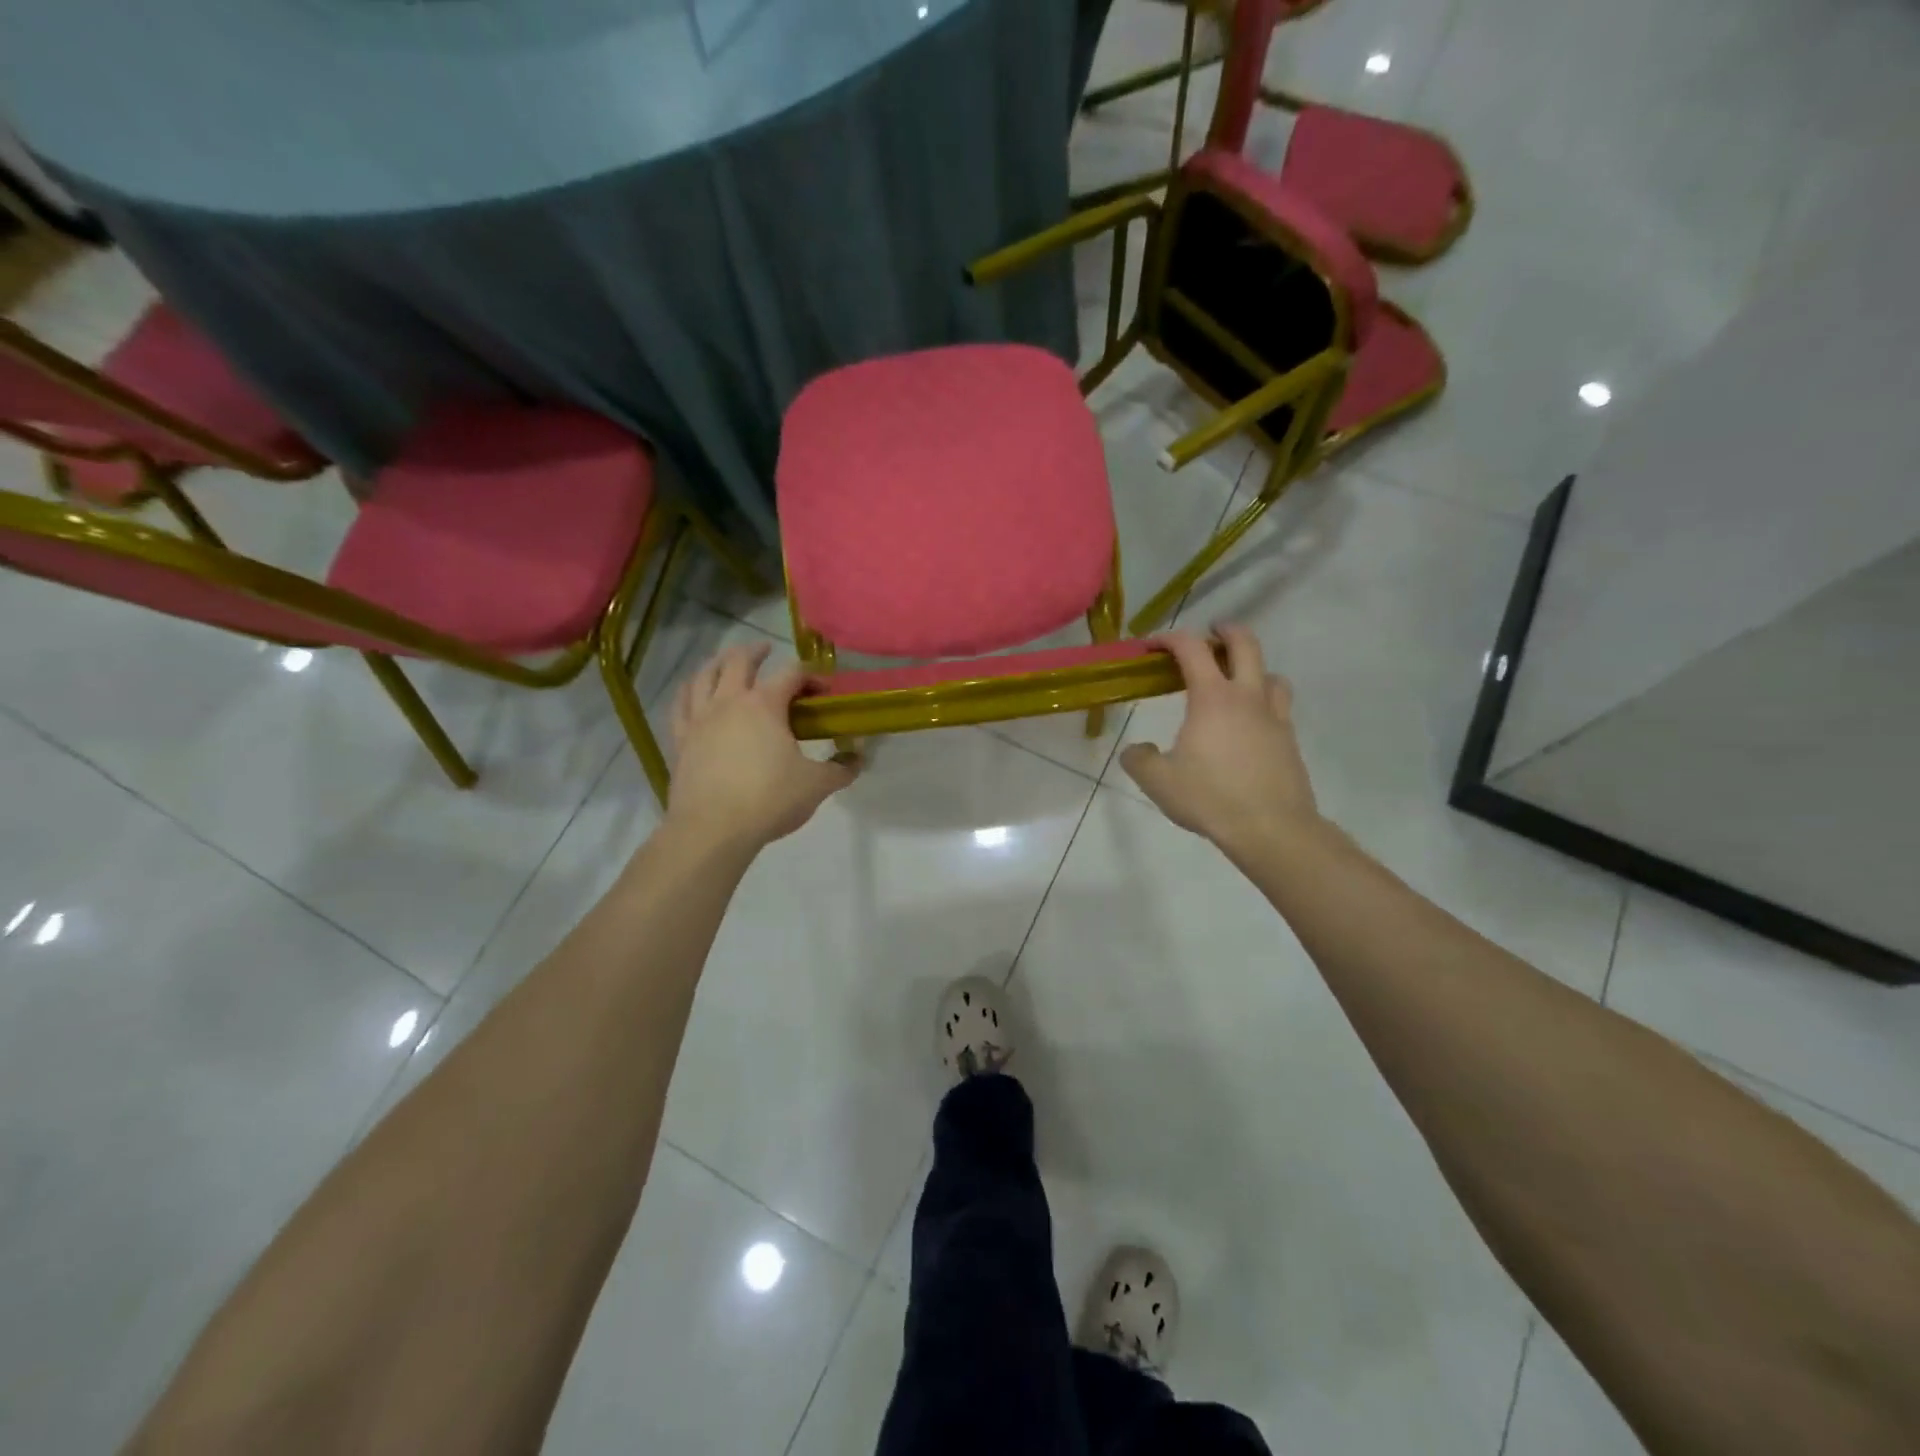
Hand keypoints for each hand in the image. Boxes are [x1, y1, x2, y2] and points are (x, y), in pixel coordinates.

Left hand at [666, 643, 856, 850]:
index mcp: (764, 705)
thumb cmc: (769, 800)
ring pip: (704, 676)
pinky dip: (689, 691)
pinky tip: (693, 693)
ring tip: (727, 662)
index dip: (811, 676)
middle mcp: (729, 702)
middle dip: (755, 651)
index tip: (825, 690)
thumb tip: (858, 758)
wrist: (712, 829)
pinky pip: (680, 705)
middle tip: (766, 650)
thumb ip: (840, 769)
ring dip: (718, 663)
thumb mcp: (816, 785)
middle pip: (739, 661)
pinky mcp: (681, 740)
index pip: (791, 674)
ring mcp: (700, 719)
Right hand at [1119, 625, 1320, 854]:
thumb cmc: (1211, 798)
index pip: (1191, 649)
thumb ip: (1139, 759)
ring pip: (1270, 673)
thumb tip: (1136, 750)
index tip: (1151, 645)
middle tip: (1209, 635)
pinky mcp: (1289, 740)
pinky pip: (1279, 705)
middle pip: (1244, 643)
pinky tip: (1249, 723)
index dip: (1169, 638)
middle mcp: (1246, 697)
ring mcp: (1274, 717)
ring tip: (1234, 681)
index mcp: (1212, 698)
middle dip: (1224, 631)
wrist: (1271, 828)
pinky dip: (1263, 700)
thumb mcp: (1158, 781)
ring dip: (1251, 666)